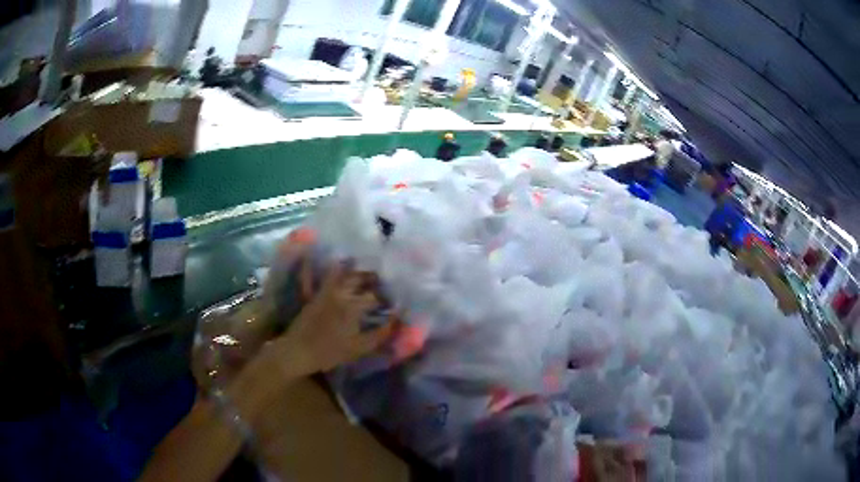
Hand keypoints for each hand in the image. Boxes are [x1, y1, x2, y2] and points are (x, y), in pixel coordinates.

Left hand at [266, 258, 394, 376]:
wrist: (298, 350)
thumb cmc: (330, 352)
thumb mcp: (359, 348)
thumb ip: (380, 334)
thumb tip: (397, 321)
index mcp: (354, 306)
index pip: (376, 296)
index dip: (387, 298)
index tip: (394, 302)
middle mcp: (341, 293)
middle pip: (360, 278)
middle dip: (373, 278)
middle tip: (382, 281)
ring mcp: (326, 291)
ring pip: (343, 273)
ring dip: (355, 270)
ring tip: (364, 272)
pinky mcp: (315, 294)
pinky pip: (322, 275)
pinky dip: (329, 267)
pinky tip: (333, 262)